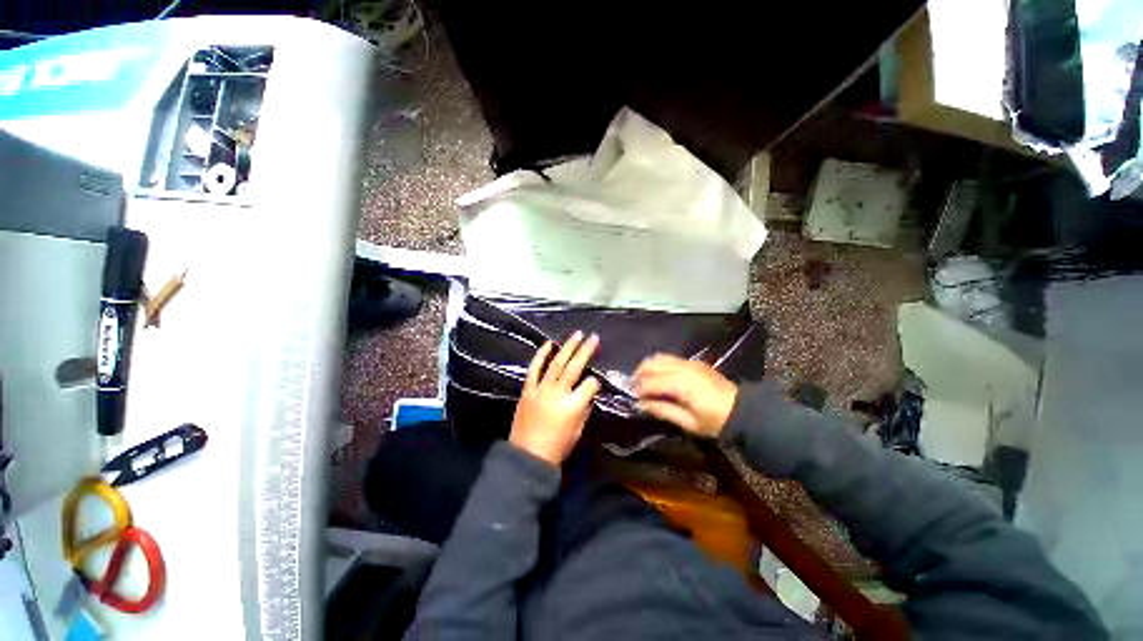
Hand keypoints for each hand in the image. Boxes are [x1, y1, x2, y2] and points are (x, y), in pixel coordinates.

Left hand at [510, 332, 601, 465]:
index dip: (595, 382)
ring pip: (556, 363)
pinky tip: (548, 344)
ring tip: (576, 335)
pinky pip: (534, 369)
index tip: (596, 383)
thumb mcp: (578, 430)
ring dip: (567, 347)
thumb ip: (585, 408)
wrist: (527, 455)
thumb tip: (588, 393)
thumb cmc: (557, 446)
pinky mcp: (528, 390)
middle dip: (585, 351)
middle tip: (593, 337)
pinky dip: (541, 355)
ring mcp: (541, 389)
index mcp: (573, 406)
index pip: (590, 385)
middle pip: (574, 367)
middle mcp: (558, 393)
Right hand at [633, 354, 737, 437]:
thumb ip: (663, 410)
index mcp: (681, 384)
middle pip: (651, 364)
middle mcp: (682, 368)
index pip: (651, 382)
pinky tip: (657, 376)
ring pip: (658, 357)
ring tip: (642, 380)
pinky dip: (657, 364)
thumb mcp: (689, 423)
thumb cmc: (715, 421)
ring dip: (646, 367)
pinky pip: (668, 358)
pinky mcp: (693, 362)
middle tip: (634, 388)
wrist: (742, 410)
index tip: (631, 397)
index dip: (638, 389)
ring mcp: (688, 362)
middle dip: (638, 375)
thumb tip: (640, 404)